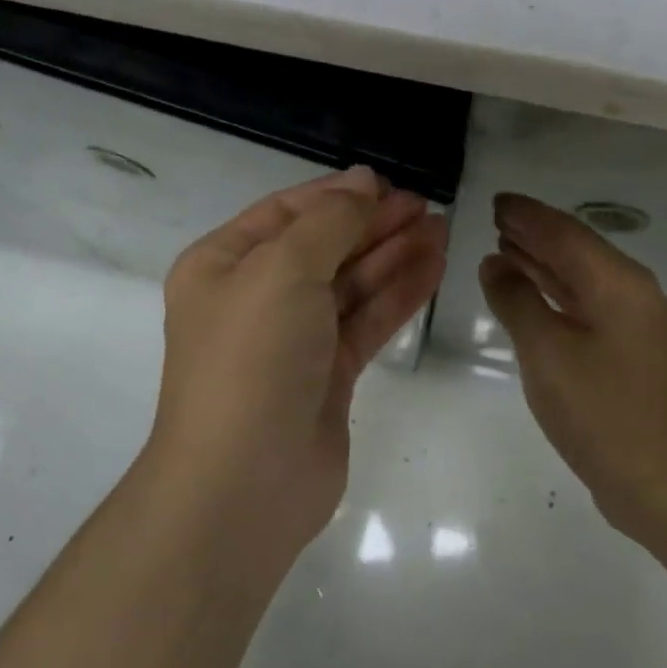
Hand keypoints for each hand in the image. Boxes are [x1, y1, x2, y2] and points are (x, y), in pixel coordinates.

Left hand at [150, 166, 447, 559]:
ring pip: (350, 283)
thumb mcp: (283, 270)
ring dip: (394, 255)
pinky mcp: (327, 374)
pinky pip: (366, 320)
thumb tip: (363, 183)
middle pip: (323, 245)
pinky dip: (398, 294)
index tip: (389, 184)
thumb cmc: (252, 358)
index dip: (338, 194)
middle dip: (373, 224)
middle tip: (427, 206)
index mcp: (224, 264)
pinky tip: (434, 268)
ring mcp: (293, 338)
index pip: (286, 212)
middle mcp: (255, 297)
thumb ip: (329, 221)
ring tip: (442, 229)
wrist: (245, 484)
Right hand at [480, 193, 666, 539]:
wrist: (666, 486)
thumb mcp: (547, 352)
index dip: (528, 215)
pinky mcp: (628, 352)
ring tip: (504, 246)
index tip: (496, 201)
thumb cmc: (602, 412)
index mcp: (617, 282)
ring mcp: (633, 324)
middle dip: (535, 233)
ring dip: (543, 261)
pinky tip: (530, 295)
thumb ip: (517, 301)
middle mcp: (631, 293)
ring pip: (580, 278)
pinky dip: (554, 293)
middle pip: (575, 250)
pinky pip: (584, 305)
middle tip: (496, 217)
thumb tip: (495, 264)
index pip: (564, 233)